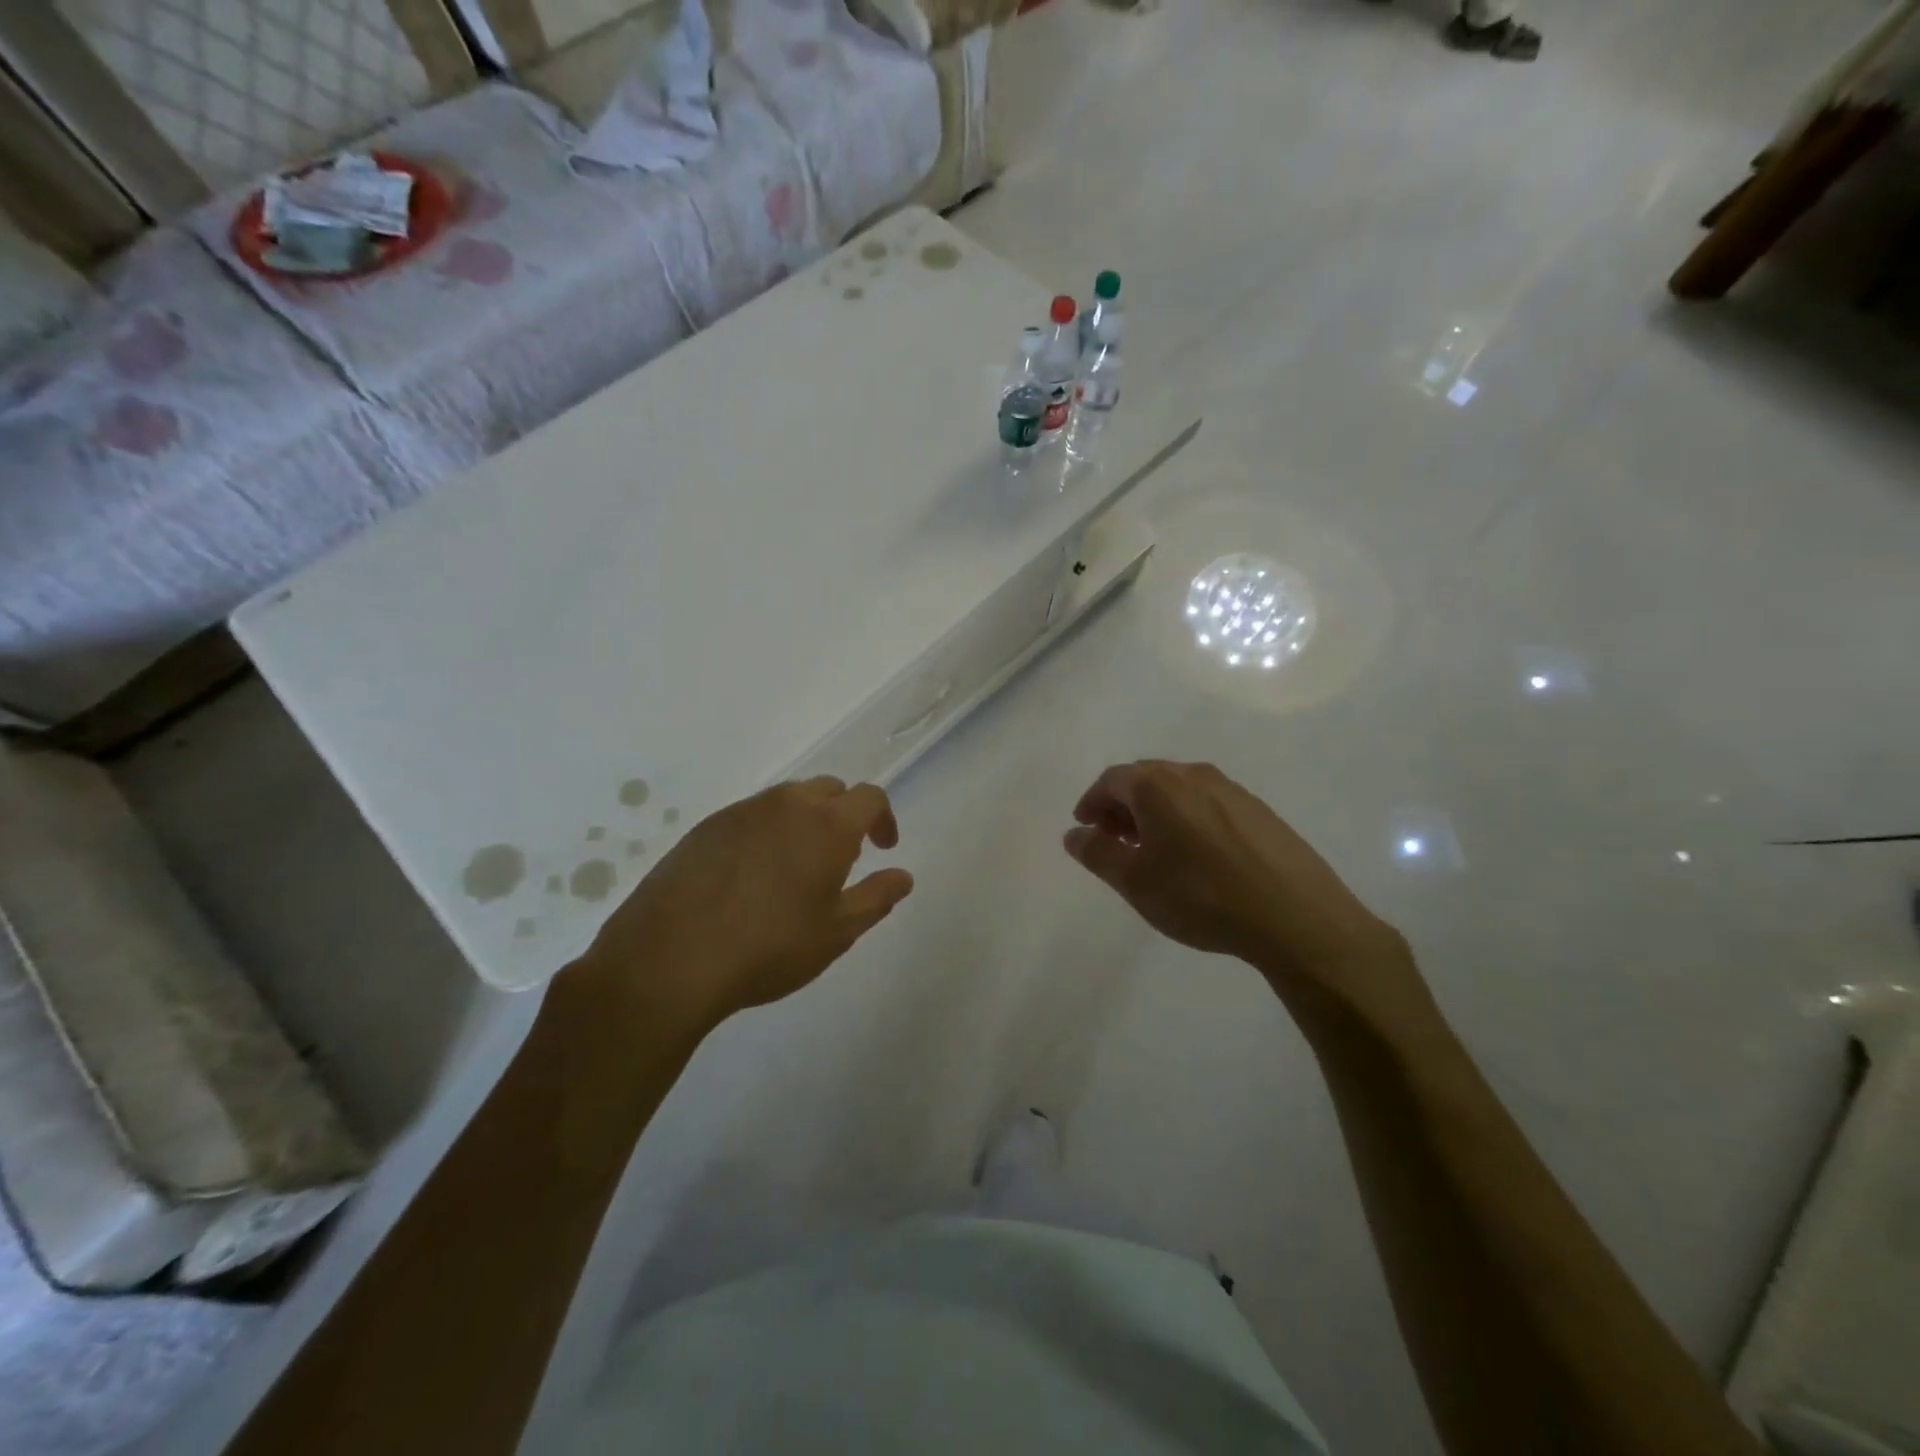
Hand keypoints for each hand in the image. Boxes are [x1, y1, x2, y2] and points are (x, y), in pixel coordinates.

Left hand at [576, 777, 914, 1035]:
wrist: (669, 960)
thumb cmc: (769, 948)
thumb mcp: (836, 933)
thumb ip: (876, 898)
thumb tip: (903, 876)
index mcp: (827, 824)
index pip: (870, 797)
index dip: (883, 818)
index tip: (882, 849)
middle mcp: (786, 805)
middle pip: (828, 790)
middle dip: (844, 814)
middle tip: (841, 857)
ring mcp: (741, 812)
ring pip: (787, 800)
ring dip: (804, 820)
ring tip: (797, 866)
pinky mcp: (705, 827)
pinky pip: (750, 816)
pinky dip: (766, 831)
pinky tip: (752, 876)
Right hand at [1064, 761, 1422, 1018]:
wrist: (1294, 916)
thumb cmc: (1200, 896)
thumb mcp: (1135, 881)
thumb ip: (1097, 852)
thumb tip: (1074, 833)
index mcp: (1158, 785)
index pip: (1112, 778)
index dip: (1092, 801)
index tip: (1085, 827)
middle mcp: (1194, 775)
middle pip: (1145, 778)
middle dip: (1122, 805)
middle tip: (1113, 838)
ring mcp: (1232, 790)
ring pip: (1179, 789)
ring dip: (1155, 811)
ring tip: (1152, 849)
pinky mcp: (1260, 811)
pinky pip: (1208, 803)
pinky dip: (1187, 818)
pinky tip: (1195, 855)